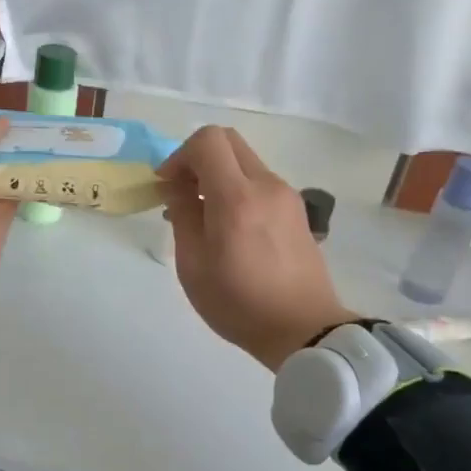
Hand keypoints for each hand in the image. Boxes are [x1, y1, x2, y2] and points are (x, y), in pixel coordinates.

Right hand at [158, 126, 354, 369]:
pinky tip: (228, 226)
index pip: (207, 141)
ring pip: (245, 161)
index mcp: (237, 197)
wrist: (304, 330)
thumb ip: (183, 215)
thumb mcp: (193, 265)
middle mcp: (266, 185)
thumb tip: (177, 185)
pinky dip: (237, 188)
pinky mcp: (296, 210)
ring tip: (202, 215)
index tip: (167, 186)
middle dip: (197, 158)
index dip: (179, 156)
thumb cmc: (239, 303)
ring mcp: (286, 195)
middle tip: (181, 192)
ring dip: (217, 174)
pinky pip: (259, 182)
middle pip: (228, 140)